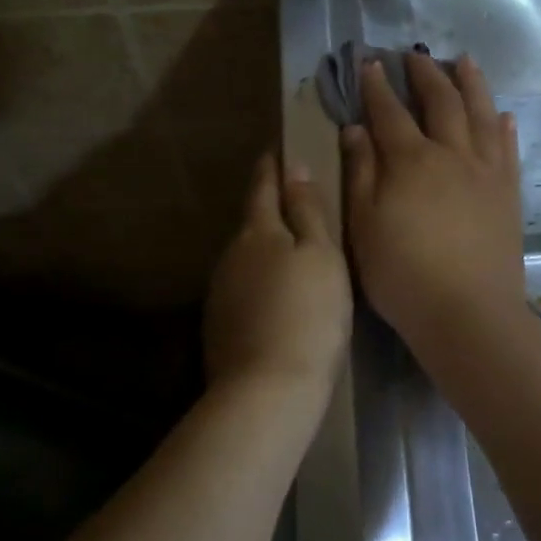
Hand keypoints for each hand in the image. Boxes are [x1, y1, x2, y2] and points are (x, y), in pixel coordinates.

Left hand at [204, 153, 352, 391]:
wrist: (267, 390)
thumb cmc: (309, 314)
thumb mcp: (322, 256)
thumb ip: (307, 210)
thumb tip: (293, 167)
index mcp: (257, 232)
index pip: (262, 187)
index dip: (271, 167)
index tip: (277, 151)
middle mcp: (230, 255)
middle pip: (252, 223)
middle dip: (269, 210)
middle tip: (294, 202)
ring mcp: (220, 292)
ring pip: (245, 259)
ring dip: (264, 250)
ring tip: (291, 254)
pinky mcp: (219, 325)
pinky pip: (243, 289)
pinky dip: (259, 284)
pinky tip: (276, 298)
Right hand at [342, 54, 523, 352]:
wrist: (467, 312)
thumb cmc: (402, 273)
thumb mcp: (363, 225)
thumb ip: (361, 173)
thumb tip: (355, 130)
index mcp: (411, 161)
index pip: (390, 112)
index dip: (377, 87)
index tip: (369, 63)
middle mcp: (451, 154)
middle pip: (440, 102)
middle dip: (425, 74)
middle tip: (414, 54)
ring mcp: (486, 172)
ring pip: (481, 114)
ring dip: (472, 84)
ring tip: (464, 61)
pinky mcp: (509, 194)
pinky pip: (508, 149)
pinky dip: (504, 127)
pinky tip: (504, 114)